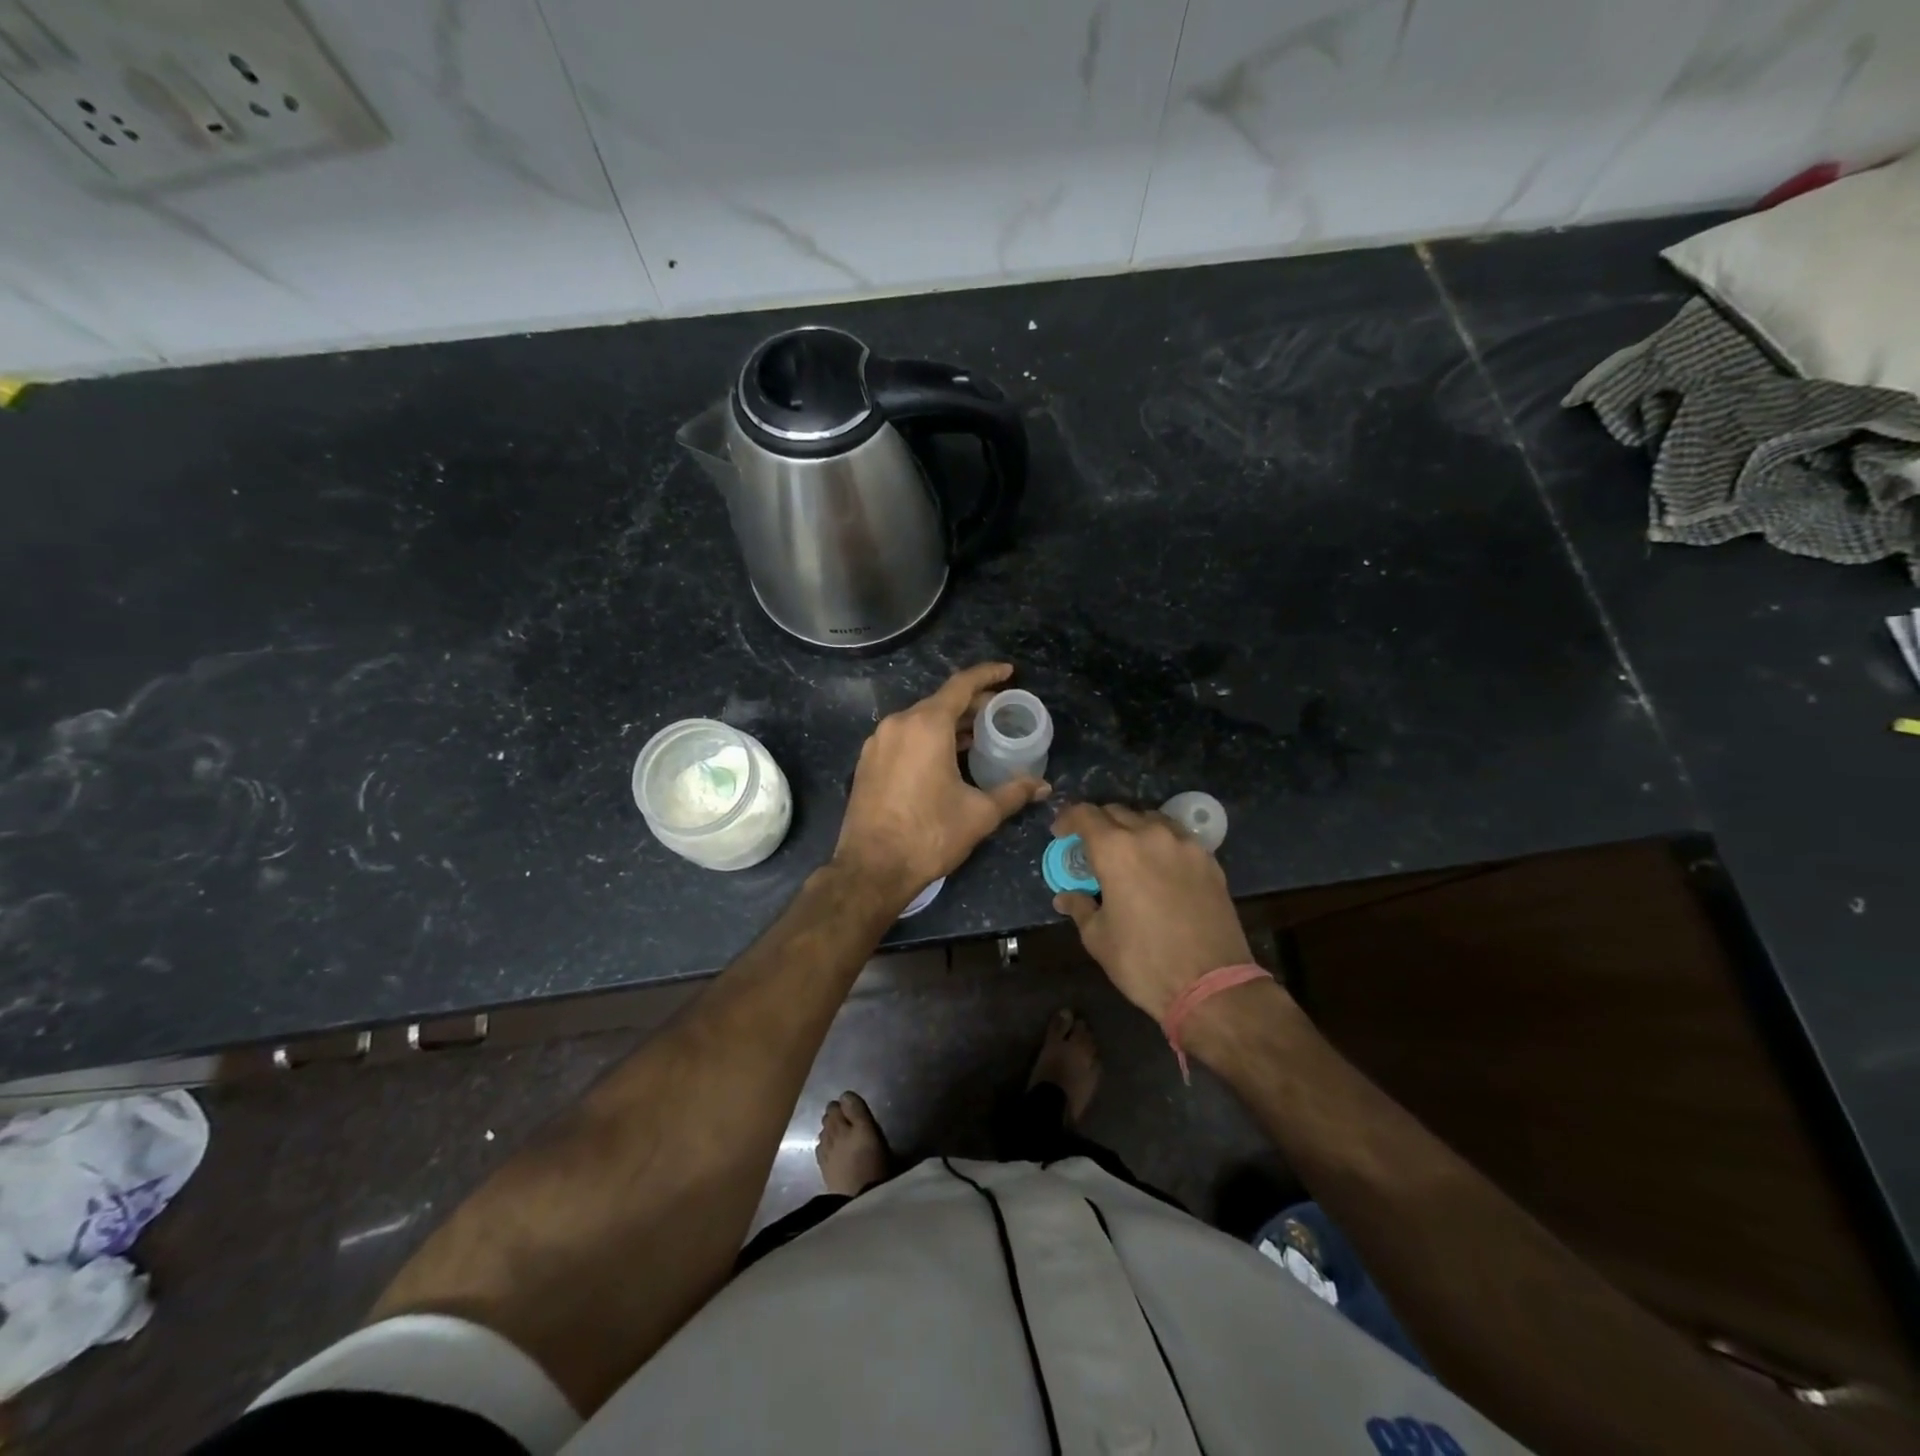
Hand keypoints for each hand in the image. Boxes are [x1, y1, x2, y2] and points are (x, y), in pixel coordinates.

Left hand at [834, 663, 1049, 905]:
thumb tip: (1043, 787)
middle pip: (940, 702)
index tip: (1008, 672)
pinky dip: (927, 738)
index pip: (961, 685)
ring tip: (975, 736)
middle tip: (999, 713)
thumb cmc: (929, 835)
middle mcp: (899, 724)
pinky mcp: (867, 762)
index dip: (988, 675)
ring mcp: (878, 743)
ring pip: (920, 720)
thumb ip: (1013, 793)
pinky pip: (904, 737)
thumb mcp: (979, 814)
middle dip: (972, 704)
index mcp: (926, 725)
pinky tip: (944, 757)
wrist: (871, 868)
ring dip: (949, 723)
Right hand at [1051, 803, 1252, 1020]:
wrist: (1212, 985)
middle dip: (1098, 824)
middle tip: (1091, 849)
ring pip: (1150, 819)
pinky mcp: (1209, 860)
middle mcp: (1150, 835)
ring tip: (1127, 853)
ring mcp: (1184, 845)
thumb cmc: (1144, 962)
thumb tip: (1065, 897)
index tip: (1060, 833)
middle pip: (1117, 812)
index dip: (1068, 819)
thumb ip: (1080, 907)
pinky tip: (1159, 866)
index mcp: (1115, 850)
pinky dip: (1160, 842)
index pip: (1085, 814)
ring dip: (1132, 828)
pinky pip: (1177, 837)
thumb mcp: (1099, 938)